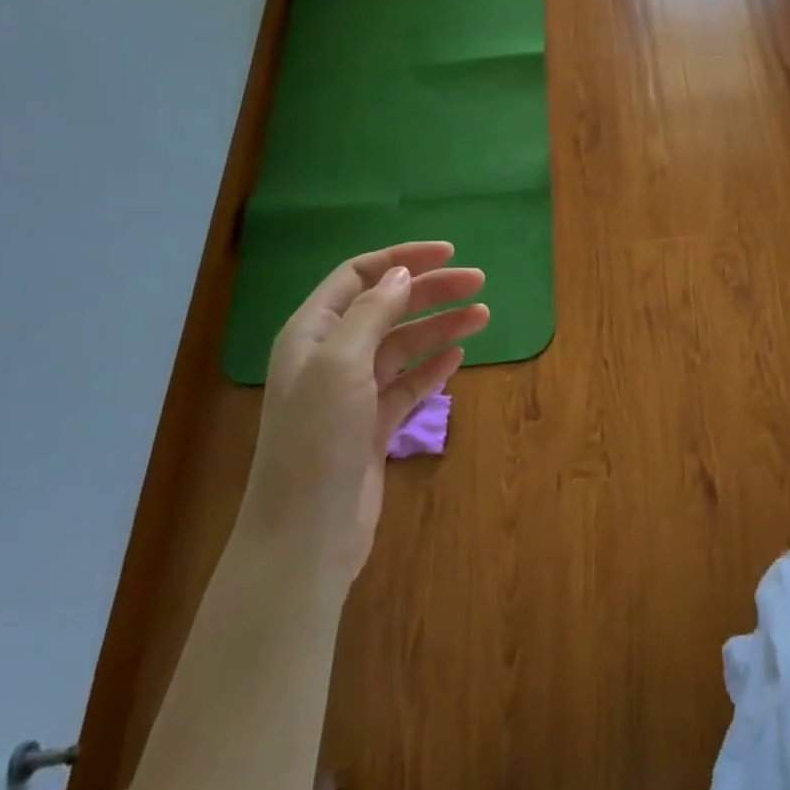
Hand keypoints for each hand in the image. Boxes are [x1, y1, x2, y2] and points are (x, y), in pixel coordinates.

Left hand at [244, 242, 487, 578]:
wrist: (306, 535)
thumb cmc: (317, 441)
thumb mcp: (340, 365)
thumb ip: (371, 314)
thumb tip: (400, 274)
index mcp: (312, 332)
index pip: (359, 276)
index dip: (402, 259)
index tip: (448, 254)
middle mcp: (331, 355)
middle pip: (388, 307)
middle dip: (431, 291)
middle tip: (479, 283)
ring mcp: (354, 392)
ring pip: (403, 345)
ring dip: (440, 327)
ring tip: (483, 316)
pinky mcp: (373, 425)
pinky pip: (408, 384)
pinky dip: (433, 367)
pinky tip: (458, 356)